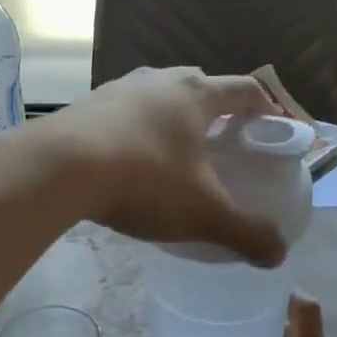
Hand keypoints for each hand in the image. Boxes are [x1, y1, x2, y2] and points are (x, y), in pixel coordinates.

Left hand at [37, 67, 286, 267]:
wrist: (58, 168)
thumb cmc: (144, 180)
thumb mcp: (203, 213)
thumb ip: (245, 233)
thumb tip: (278, 255)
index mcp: (196, 96)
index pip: (245, 89)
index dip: (266, 105)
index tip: (273, 125)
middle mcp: (159, 81)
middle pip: (199, 85)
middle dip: (216, 109)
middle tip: (223, 140)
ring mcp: (118, 89)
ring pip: (157, 95)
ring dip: (171, 115)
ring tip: (174, 150)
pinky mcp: (85, 105)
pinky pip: (123, 111)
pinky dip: (135, 128)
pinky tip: (128, 159)